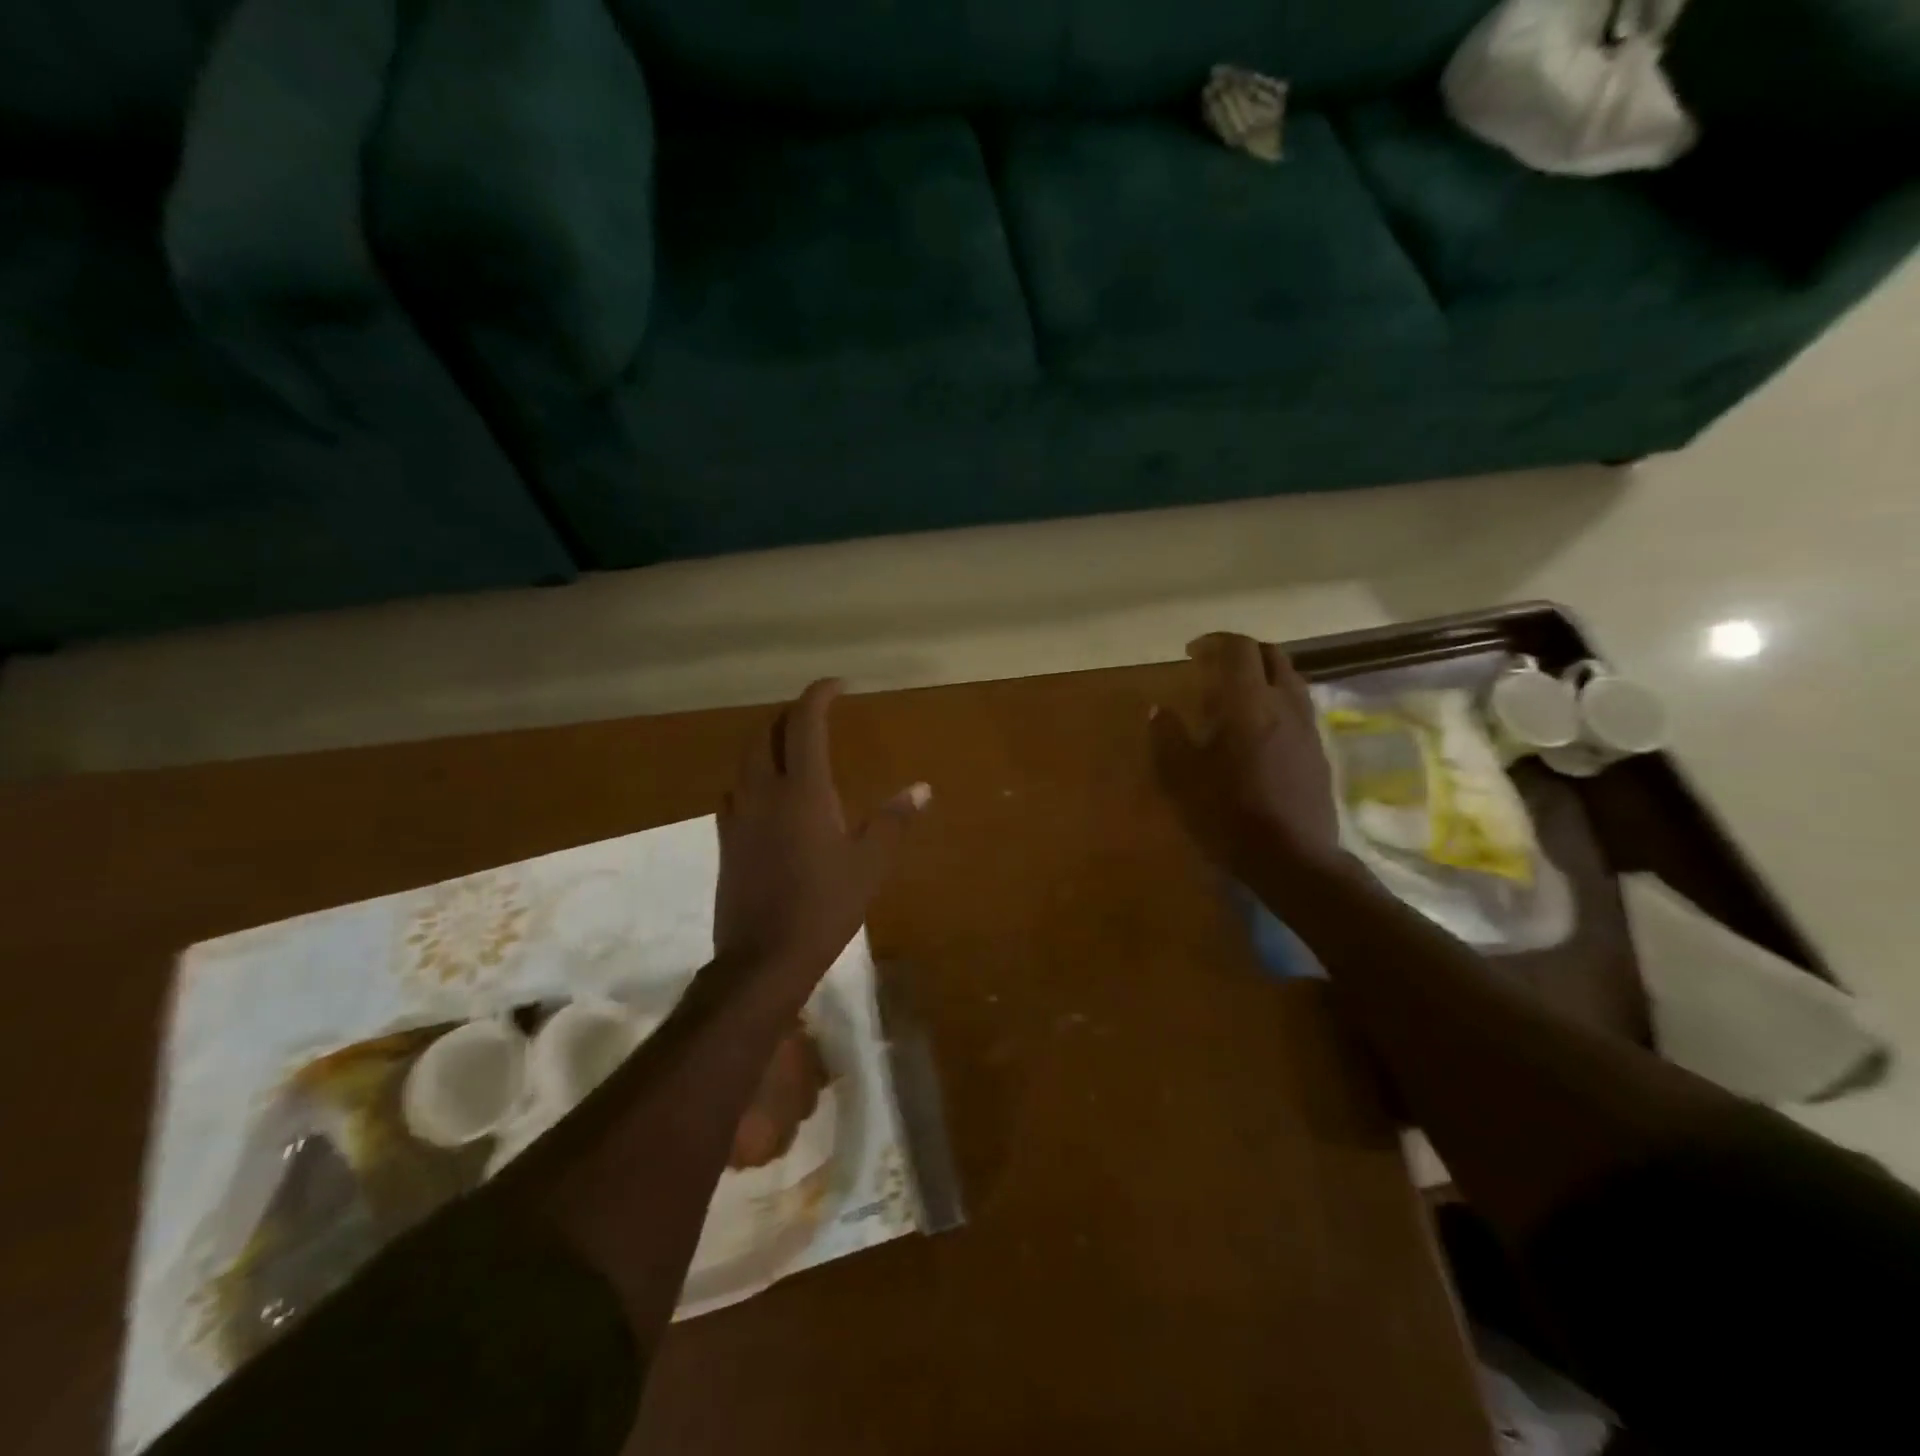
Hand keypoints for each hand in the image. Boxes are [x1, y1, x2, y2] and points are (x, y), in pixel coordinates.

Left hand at [715, 679, 928, 985]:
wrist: (763, 958)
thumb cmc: (824, 907)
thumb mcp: (869, 864)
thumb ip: (893, 821)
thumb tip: (921, 789)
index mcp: (803, 791)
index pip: (805, 724)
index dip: (819, 696)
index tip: (838, 685)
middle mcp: (764, 792)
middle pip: (767, 734)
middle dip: (789, 715)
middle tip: (814, 716)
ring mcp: (739, 816)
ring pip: (745, 761)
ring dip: (767, 742)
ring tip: (791, 748)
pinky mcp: (725, 841)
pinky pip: (734, 792)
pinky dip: (751, 778)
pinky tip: (766, 796)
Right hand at [1150, 633, 1341, 882]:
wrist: (1293, 857)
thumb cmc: (1229, 815)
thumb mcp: (1182, 778)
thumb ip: (1167, 737)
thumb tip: (1158, 709)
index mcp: (1247, 703)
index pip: (1237, 649)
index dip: (1214, 642)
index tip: (1191, 652)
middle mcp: (1283, 703)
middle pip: (1270, 655)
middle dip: (1241, 652)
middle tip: (1214, 668)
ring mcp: (1306, 725)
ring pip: (1290, 678)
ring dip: (1262, 674)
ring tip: (1237, 695)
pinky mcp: (1318, 748)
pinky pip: (1298, 705)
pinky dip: (1276, 699)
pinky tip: (1259, 727)